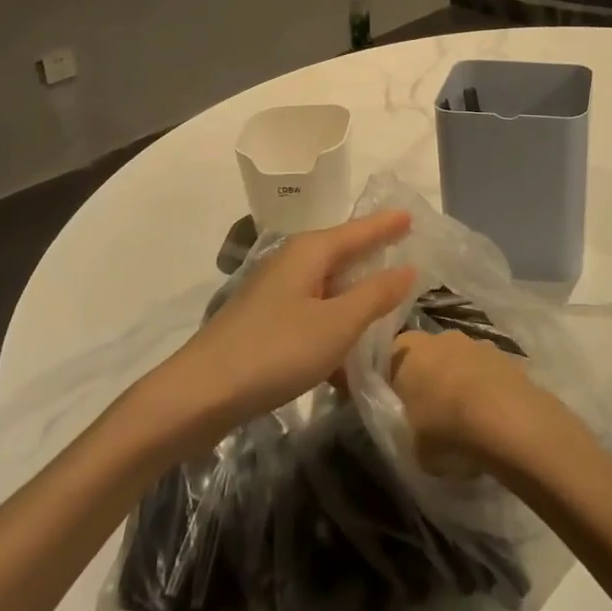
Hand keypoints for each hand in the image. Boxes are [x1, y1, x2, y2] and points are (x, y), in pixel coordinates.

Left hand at [169, 210, 416, 428]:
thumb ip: (375, 295)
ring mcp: (276, 290)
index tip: (412, 215)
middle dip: (373, 253)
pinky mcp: (265, 320)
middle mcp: (293, 261)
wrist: (199, 395)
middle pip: (343, 251)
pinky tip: (348, 345)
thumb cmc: (275, 351)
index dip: (387, 225)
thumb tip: (407, 268)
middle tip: (407, 251)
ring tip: (387, 298)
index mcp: (311, 251)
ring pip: (328, 283)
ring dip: (356, 292)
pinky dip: (335, 318)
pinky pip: (313, 308)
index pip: (360, 230)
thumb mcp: (337, 325)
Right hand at [388, 328, 558, 473]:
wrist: (506, 419)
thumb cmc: (448, 430)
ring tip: (465, 416)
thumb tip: (417, 429)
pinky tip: (490, 415)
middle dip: (430, 375)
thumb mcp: (413, 445)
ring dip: (460, 378)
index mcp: (409, 352)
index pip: (391, 355)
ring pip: (460, 358)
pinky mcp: (504, 354)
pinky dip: (486, 386)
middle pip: (429, 353)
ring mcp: (475, 342)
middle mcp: (440, 337)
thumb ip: (409, 429)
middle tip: (431, 410)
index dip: (394, 379)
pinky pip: (486, 369)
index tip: (398, 403)